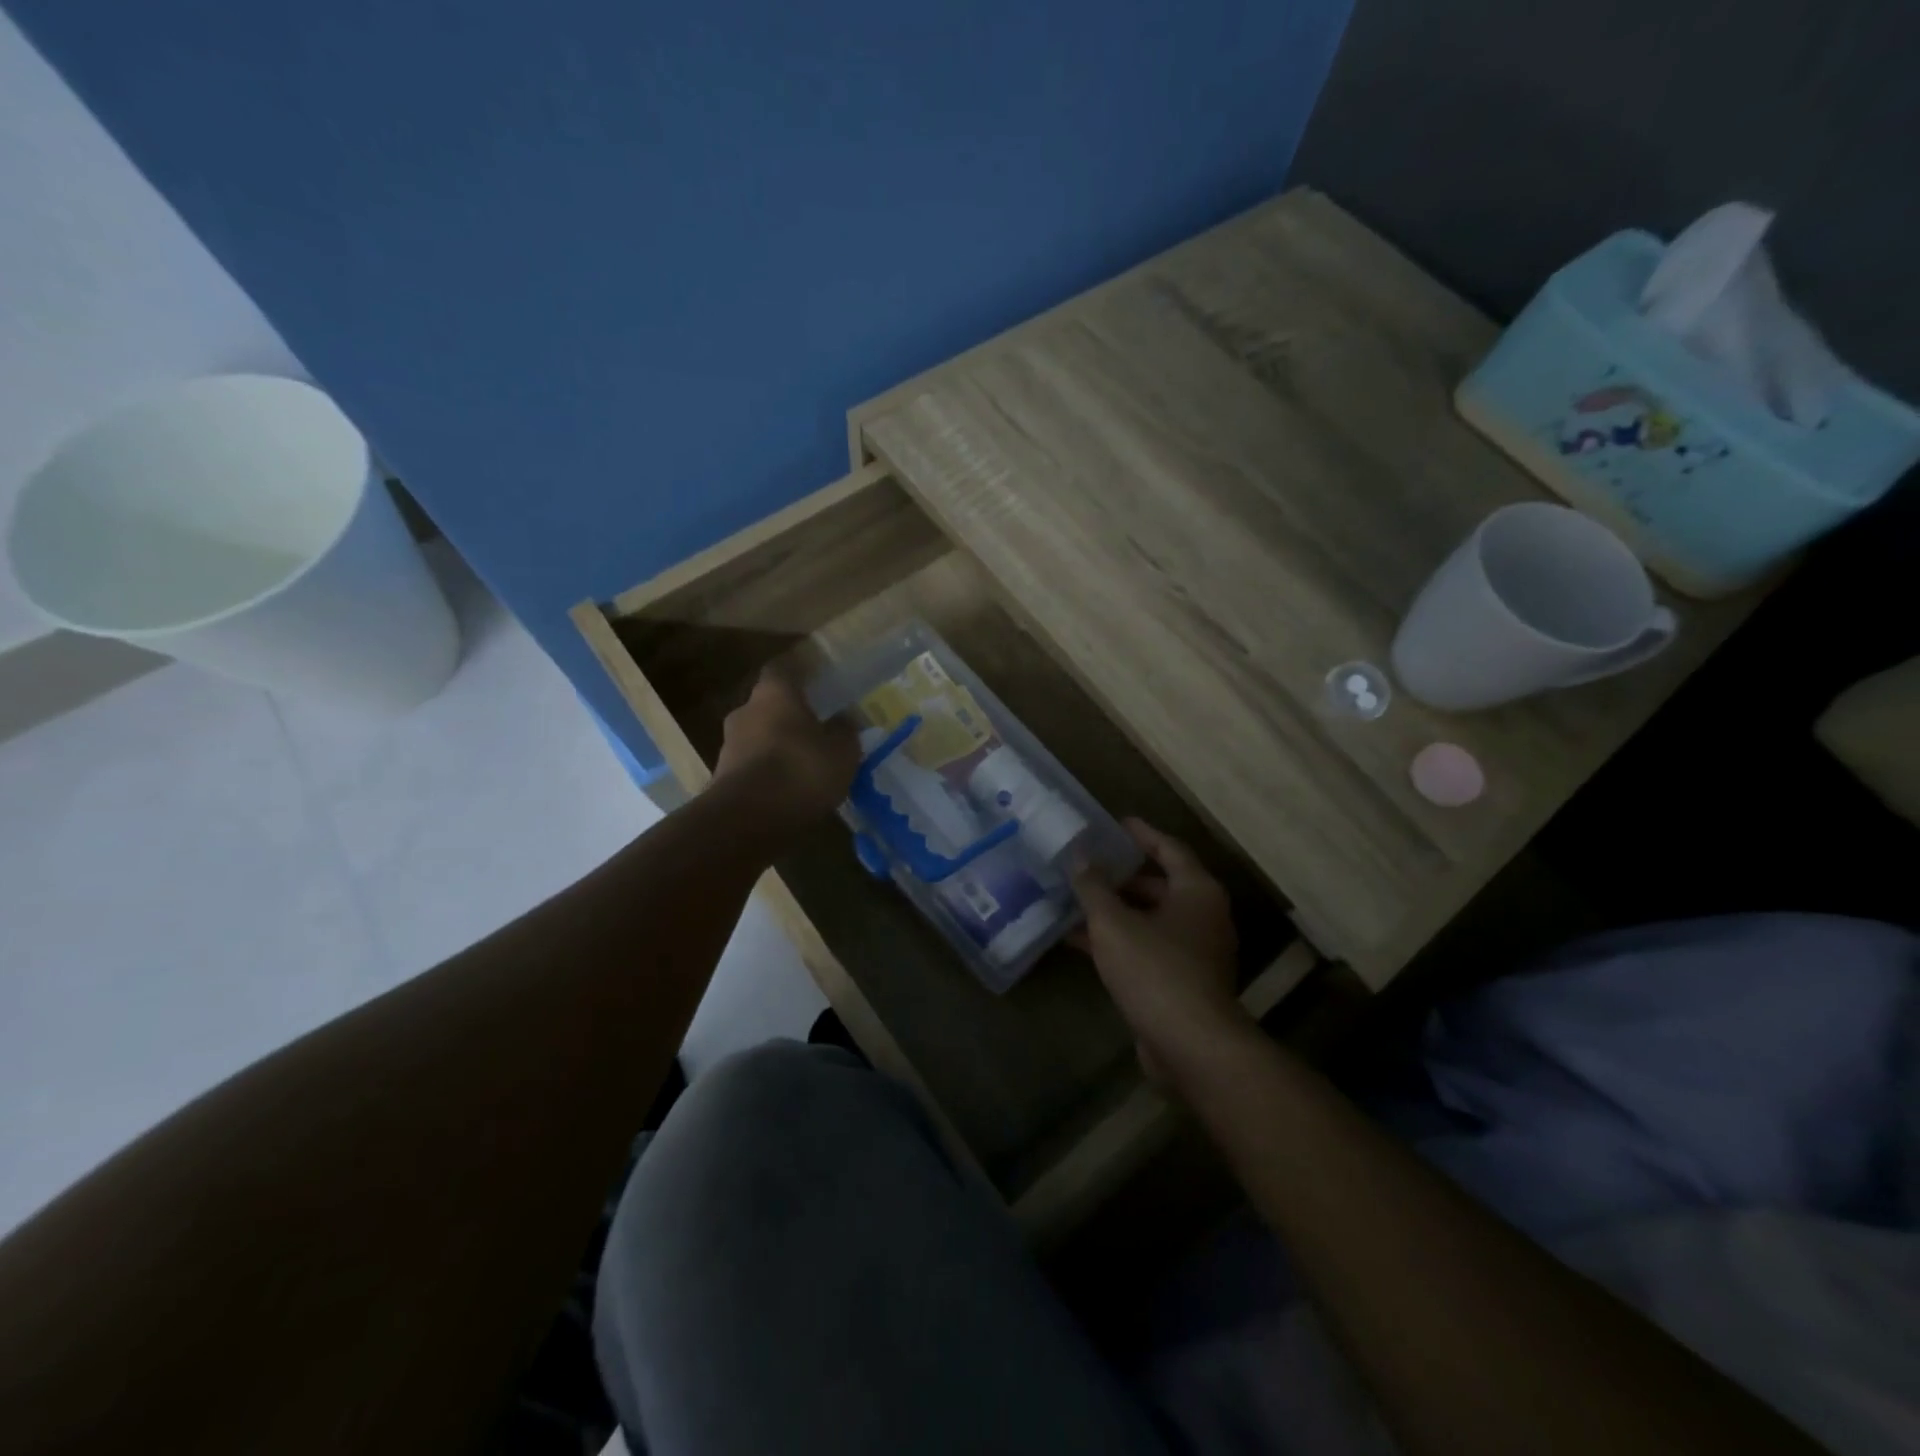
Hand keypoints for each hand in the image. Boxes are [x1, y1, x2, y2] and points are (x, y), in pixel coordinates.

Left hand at [713, 666, 859, 822]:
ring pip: (759, 736)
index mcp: (774, 693)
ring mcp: (729, 745)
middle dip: (790, 714)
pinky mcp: (723, 777)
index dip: (800, 672)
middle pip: (768, 704)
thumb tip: (845, 720)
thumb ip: (845, 732)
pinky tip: (788, 788)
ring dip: (778, 745)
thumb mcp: (842, 752)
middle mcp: (745, 711)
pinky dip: (768, 772)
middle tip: (816, 727)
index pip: (783, 668)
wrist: (747, 820)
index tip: (817, 679)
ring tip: (805, 764)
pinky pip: (752, 765)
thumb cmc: (800, 771)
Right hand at [1072, 819, 1251, 1082]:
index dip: (1142, 834)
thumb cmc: (1155, 970)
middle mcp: (1202, 916)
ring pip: (1149, 919)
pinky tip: (1078, 941)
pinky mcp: (1181, 982)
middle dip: (1120, 876)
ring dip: (1114, 911)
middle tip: (1085, 865)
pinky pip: (1146, 948)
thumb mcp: (1113, 922)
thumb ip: (1093, 887)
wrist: (1190, 1045)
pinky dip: (1118, 940)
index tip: (1115, 823)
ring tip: (1073, 900)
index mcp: (1196, 891)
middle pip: (1159, 885)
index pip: (1169, 848)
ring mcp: (1194, 952)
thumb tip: (1079, 857)